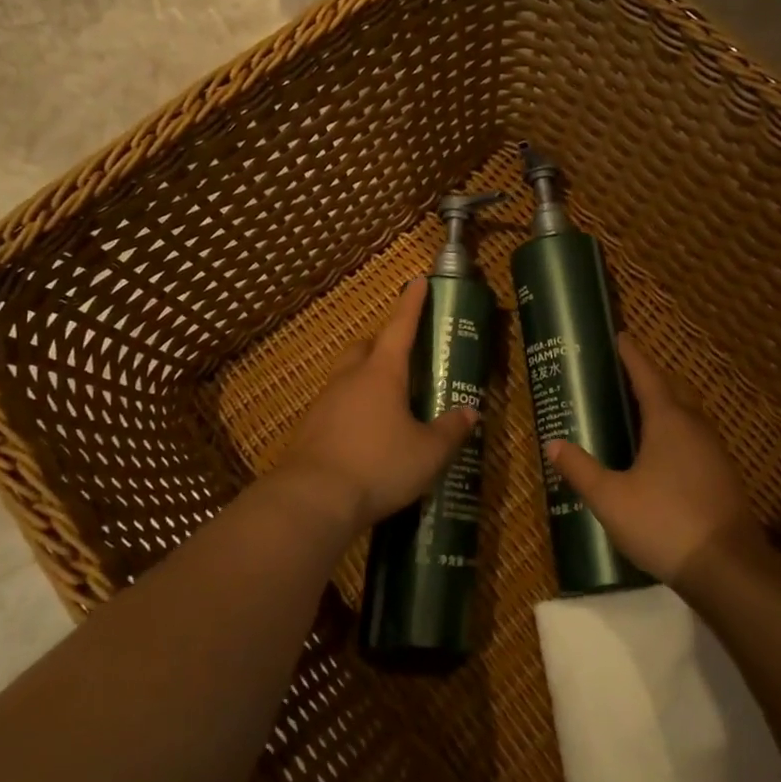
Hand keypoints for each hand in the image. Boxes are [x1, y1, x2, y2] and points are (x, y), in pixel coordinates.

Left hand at [273, 279, 477, 536]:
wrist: (312, 500)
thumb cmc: (378, 466)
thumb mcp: (428, 453)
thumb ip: (451, 430)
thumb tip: (471, 412)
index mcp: (382, 373)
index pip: (400, 327)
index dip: (411, 304)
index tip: (417, 280)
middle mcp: (350, 379)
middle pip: (366, 347)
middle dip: (383, 344)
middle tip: (404, 357)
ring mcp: (325, 403)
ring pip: (347, 377)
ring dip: (365, 379)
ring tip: (388, 403)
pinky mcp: (309, 429)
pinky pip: (336, 407)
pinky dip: (352, 410)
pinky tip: (364, 435)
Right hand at [543, 336, 762, 583]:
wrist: (728, 568)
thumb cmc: (664, 523)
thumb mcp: (610, 498)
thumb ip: (580, 469)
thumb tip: (552, 443)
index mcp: (668, 420)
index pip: (647, 375)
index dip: (631, 355)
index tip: (620, 336)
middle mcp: (694, 426)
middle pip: (671, 389)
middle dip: (648, 378)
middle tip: (620, 377)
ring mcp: (714, 450)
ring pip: (686, 415)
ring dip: (664, 406)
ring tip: (636, 413)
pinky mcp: (722, 475)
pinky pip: (694, 438)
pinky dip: (674, 433)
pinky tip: (659, 456)